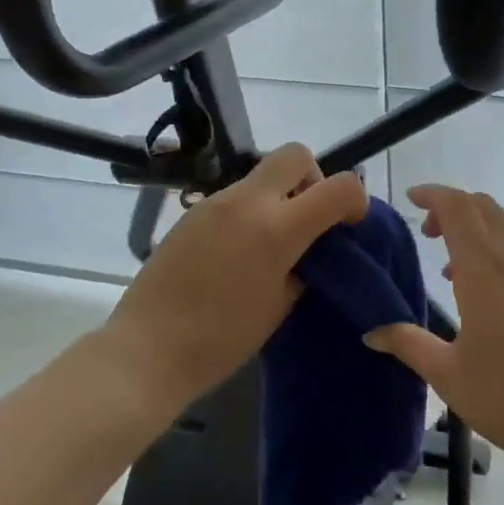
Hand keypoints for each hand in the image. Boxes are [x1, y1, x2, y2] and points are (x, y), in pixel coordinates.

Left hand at [103, 144, 368, 417]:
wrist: (147, 349)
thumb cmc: (222, 339)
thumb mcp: (280, 306)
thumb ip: (305, 266)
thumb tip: (314, 248)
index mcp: (277, 228)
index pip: (339, 187)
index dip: (356, 200)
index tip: (349, 225)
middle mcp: (247, 202)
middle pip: (296, 154)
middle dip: (313, 179)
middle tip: (308, 219)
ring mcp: (215, 202)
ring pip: (262, 175)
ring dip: (279, 196)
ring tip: (270, 243)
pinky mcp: (192, 212)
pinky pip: (235, 195)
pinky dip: (250, 210)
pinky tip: (238, 251)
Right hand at [365, 185, 503, 485]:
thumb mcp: (449, 376)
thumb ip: (409, 344)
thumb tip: (371, 332)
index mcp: (484, 269)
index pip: (457, 206)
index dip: (432, 194)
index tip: (410, 198)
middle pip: (484, 208)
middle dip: (453, 208)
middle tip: (428, 232)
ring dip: (477, 234)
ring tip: (452, 273)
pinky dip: (499, 255)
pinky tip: (492, 300)